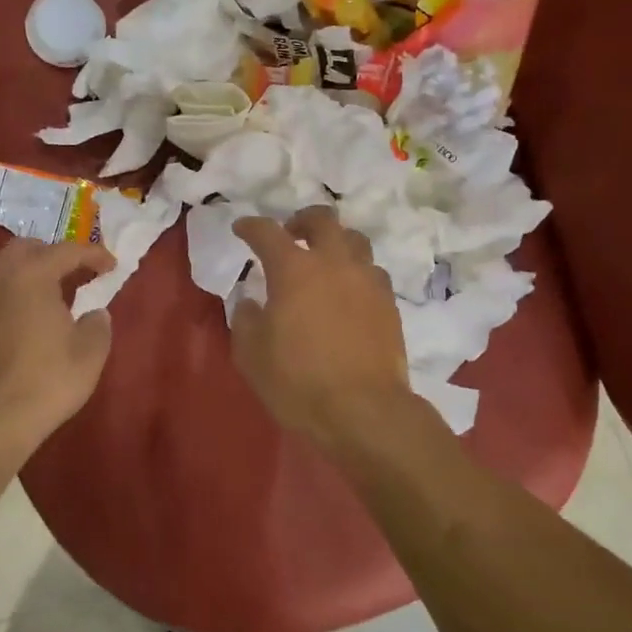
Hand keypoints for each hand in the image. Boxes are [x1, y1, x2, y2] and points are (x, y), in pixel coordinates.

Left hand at [0, 238, 114, 456]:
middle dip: (51, 252)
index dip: (93, 254)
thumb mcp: (90, 353)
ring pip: (3, 273)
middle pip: (24, 249)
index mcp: (32, 278)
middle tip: (74, 269)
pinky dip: (13, 299)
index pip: (66, 251)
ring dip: (28, 275)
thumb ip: (97, 325)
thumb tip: (94, 315)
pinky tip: (27, 324)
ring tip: (52, 296)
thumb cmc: (48, 381)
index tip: (111, 265)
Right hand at [230, 207, 419, 454]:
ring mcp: (367, 281)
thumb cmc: (298, 381)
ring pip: (355, 241)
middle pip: (323, 220)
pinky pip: (372, 273)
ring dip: (336, 243)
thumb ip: (246, 320)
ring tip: (325, 261)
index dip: (251, 227)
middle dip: (302, 220)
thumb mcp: (251, 355)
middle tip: (291, 234)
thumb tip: (252, 303)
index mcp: (294, 270)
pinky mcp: (389, 304)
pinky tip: (349, 293)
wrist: (364, 411)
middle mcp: (334, 264)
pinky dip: (356, 273)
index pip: (267, 232)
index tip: (242, 228)